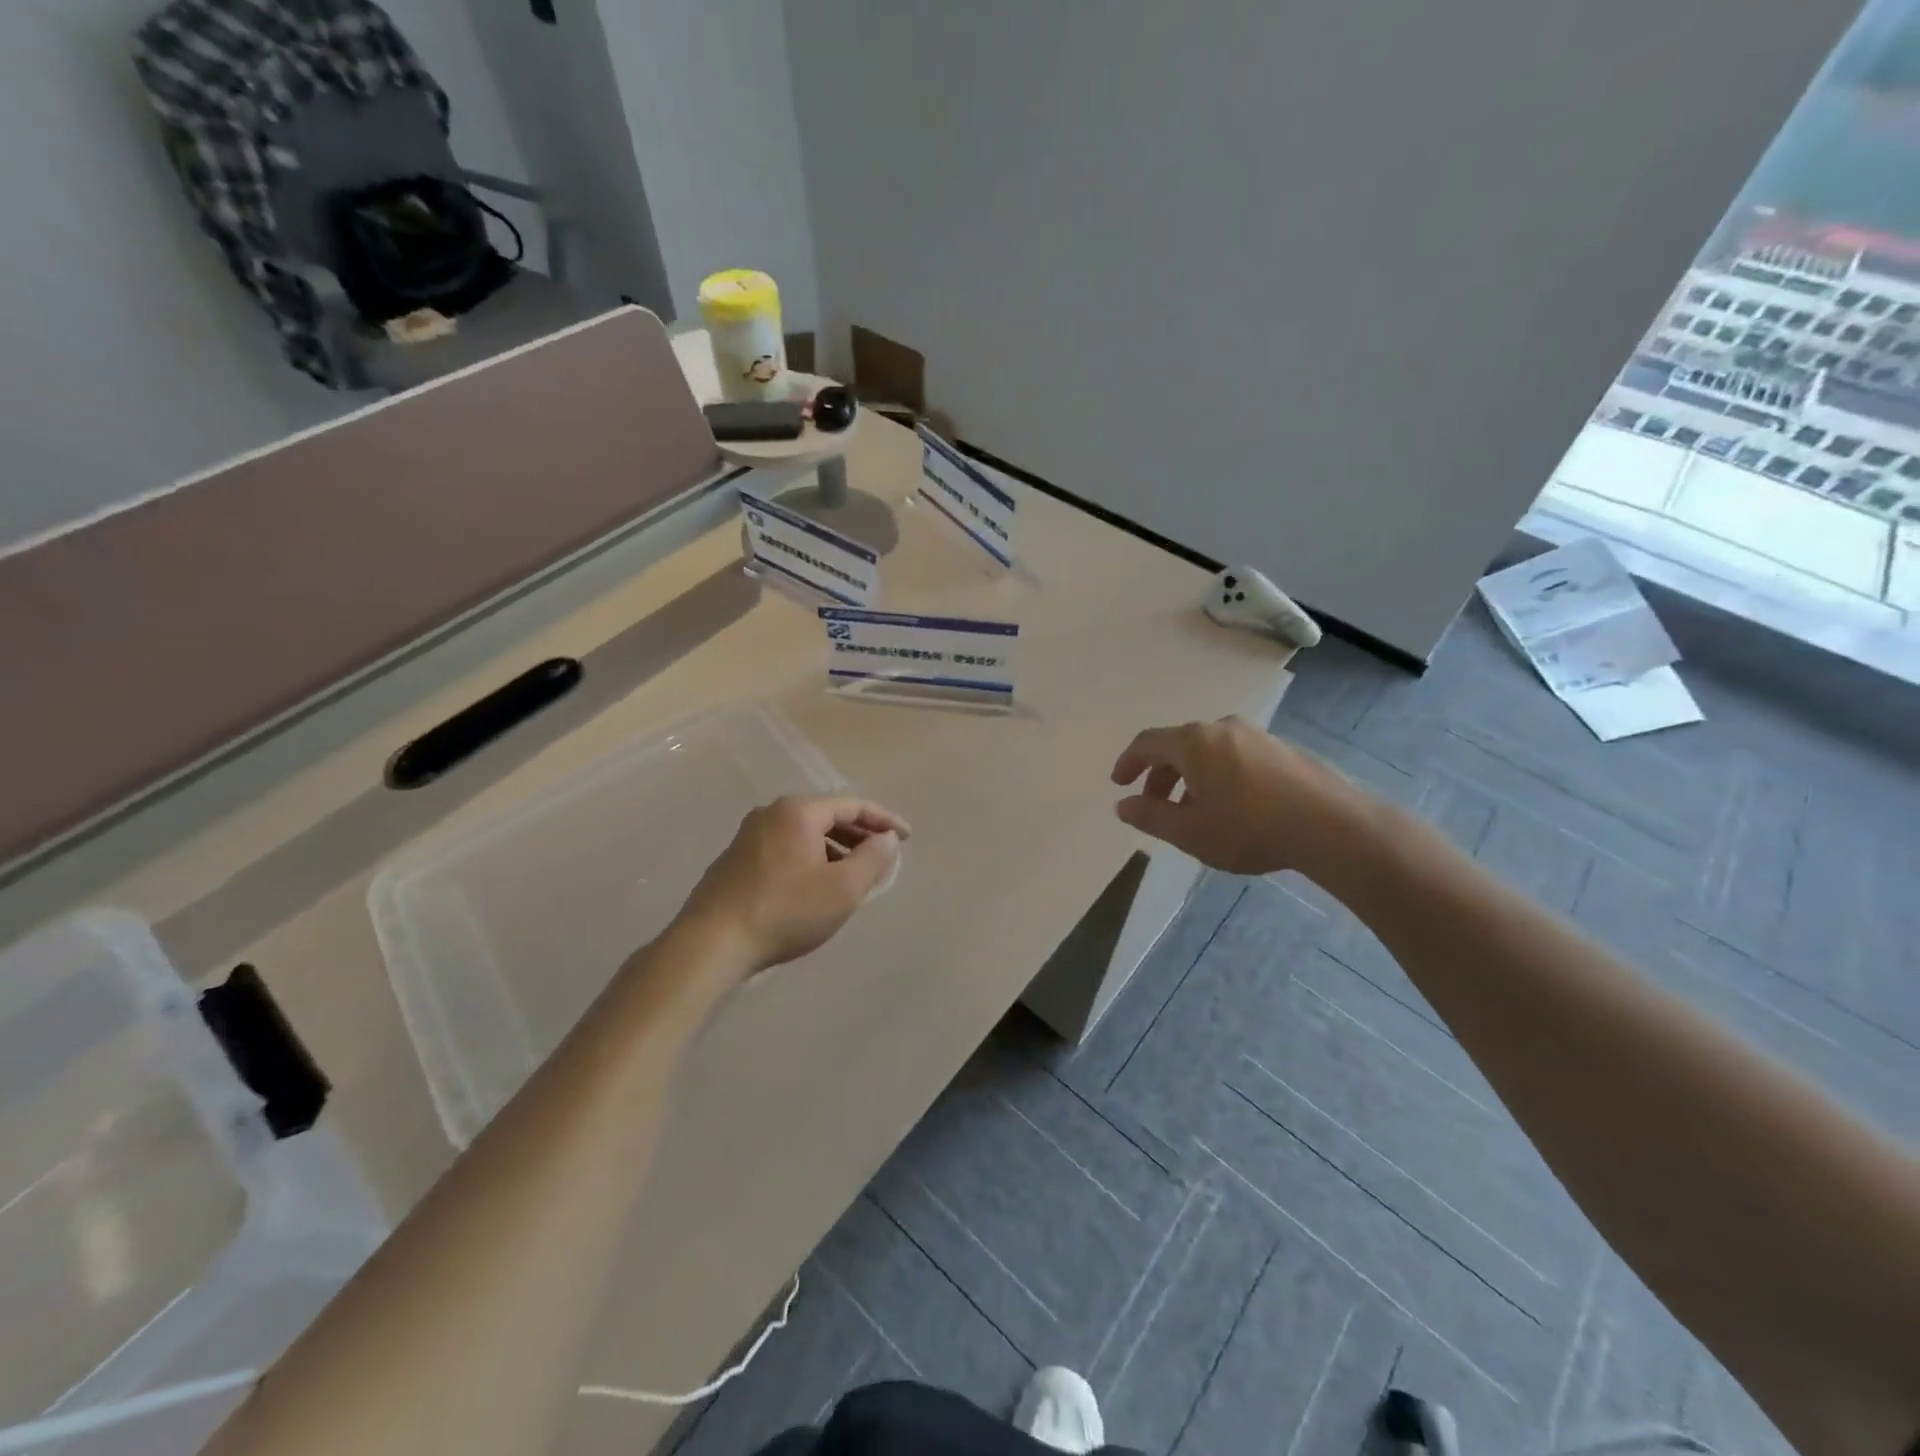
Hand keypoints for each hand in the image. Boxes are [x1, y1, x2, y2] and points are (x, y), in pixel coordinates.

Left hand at [676, 794, 908, 975]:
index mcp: (798, 812)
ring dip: (834, 849)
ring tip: (853, 875)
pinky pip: (785, 848)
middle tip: (883, 856)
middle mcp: (771, 813)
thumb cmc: (785, 911)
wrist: (711, 943)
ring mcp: (748, 835)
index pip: (852, 805)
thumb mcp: (842, 889)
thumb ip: (873, 858)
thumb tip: (887, 838)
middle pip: (827, 816)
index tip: (907, 838)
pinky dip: (810, 859)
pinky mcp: (735, 859)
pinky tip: (815, 886)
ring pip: (805, 834)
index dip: (884, 820)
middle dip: (859, 835)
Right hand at [1110, 717, 1381, 877]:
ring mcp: (1256, 735)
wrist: (1331, 826)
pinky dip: (1218, 775)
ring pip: (1209, 751)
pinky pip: (1235, 756)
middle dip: (1160, 775)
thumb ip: (1150, 816)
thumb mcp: (1189, 831)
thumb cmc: (1249, 827)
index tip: (1119, 784)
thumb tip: (1123, 805)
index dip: (1128, 762)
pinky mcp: (1282, 749)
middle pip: (1178, 745)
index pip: (1147, 743)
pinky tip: (1231, 806)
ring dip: (1190, 777)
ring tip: (1193, 810)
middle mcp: (1222, 728)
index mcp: (1193, 742)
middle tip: (1155, 806)